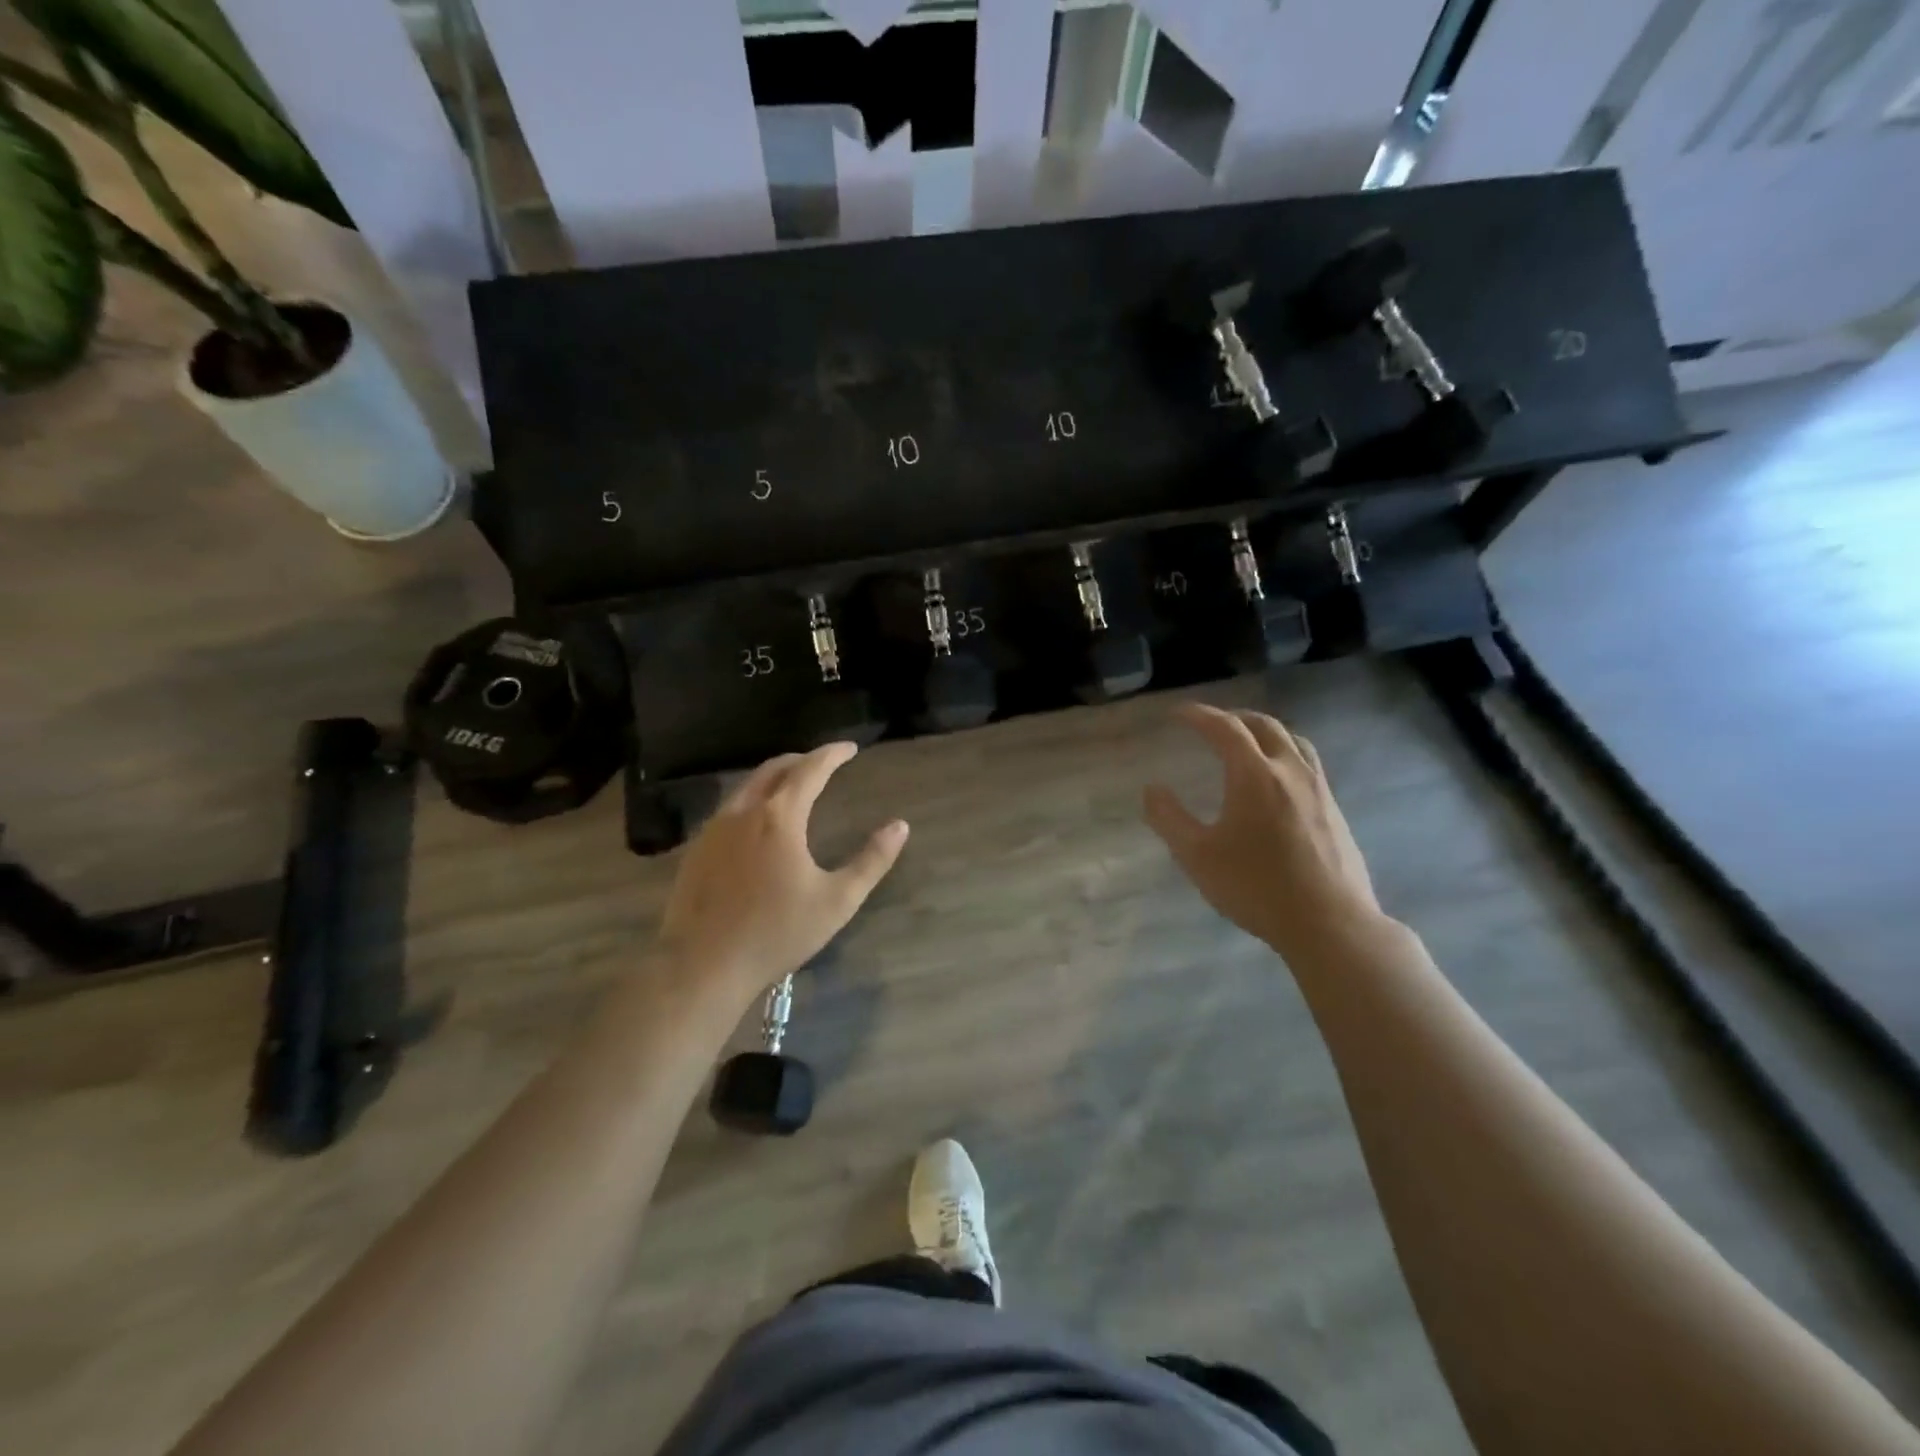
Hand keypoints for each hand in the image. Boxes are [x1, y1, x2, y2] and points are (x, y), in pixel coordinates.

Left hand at [657, 743, 908, 1002]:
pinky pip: (729, 808)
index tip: (850, 748)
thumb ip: (871, 861)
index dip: (831, 755)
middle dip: (801, 760)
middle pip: (773, 769)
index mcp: (779, 816)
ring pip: (747, 787)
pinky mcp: (697, 849)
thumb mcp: (837, 900)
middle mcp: (743, 811)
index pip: (809, 769)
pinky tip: (758, 822)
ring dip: (774, 777)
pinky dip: (752, 799)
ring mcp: (714, 829)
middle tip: (823, 762)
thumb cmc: (776, 932)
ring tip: (793, 785)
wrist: (702, 965)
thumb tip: (900, 827)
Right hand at [1144, 704, 1382, 963]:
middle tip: (1210, 723)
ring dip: (1265, 732)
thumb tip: (1152, 789)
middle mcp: (1290, 771)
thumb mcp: (1197, 856)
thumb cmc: (1256, 887)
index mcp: (1254, 775)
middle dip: (1233, 717)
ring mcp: (1319, 790)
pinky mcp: (1335, 811)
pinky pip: (1308, 764)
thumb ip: (1169, 819)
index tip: (1177, 713)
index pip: (1224, 728)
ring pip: (1293, 741)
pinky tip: (1277, 783)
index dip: (1198, 715)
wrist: (1330, 924)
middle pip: (1264, 726)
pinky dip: (1285, 755)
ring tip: (1247, 742)